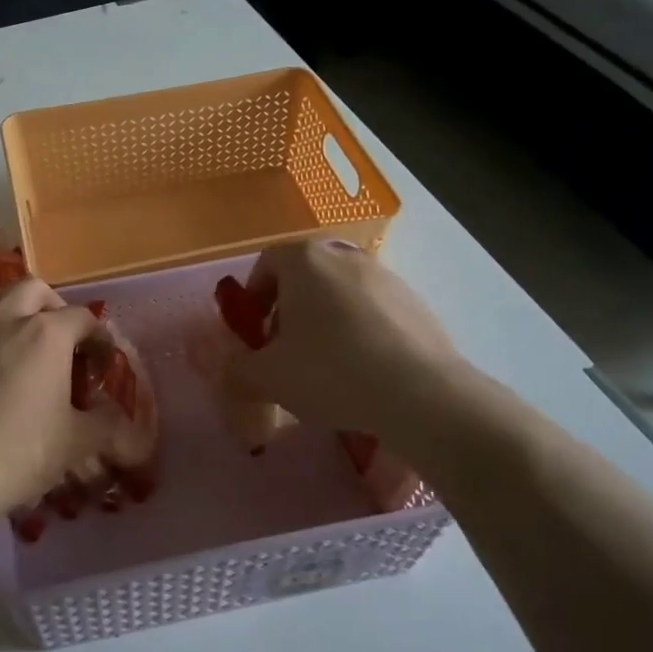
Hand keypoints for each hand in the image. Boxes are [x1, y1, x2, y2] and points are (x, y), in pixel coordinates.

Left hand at [0, 279, 127, 514]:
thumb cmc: (15, 455)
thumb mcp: (74, 445)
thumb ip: (105, 425)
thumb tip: (122, 421)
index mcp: (45, 334)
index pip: (83, 318)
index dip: (98, 337)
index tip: (102, 361)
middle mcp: (2, 317)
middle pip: (33, 289)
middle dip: (51, 306)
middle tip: (56, 338)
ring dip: (3, 304)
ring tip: (8, 333)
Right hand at [225, 239, 465, 437]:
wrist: (421, 394)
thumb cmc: (330, 372)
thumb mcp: (268, 377)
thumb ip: (238, 369)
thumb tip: (231, 367)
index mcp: (305, 261)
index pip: (267, 263)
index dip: (254, 296)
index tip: (254, 332)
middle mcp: (346, 256)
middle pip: (306, 277)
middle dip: (290, 310)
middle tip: (286, 351)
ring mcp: (387, 277)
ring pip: (342, 293)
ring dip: (326, 321)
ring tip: (328, 366)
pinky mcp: (418, 303)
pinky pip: (376, 311)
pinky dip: (362, 332)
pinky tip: (365, 372)